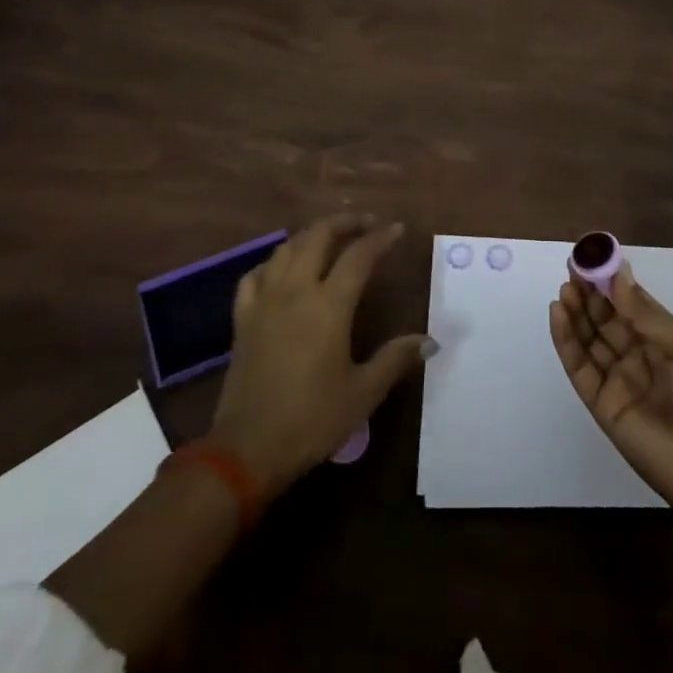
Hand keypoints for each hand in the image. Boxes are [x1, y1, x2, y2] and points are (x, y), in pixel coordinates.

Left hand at [210, 214, 431, 498]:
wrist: (246, 449)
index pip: (359, 255)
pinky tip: (281, 269)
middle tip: (365, 224)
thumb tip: (430, 340)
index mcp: (329, 305)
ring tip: (329, 238)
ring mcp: (264, 302)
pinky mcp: (242, 319)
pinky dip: (273, 261)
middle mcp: (295, 291)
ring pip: (286, 248)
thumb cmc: (311, 420)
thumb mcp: (363, 393)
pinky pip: (255, 275)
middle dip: (344, 223)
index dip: (380, 238)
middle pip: (318, 237)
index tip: (397, 229)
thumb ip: (395, 359)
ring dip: (310, 235)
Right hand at [550, 265, 672, 519]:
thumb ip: (647, 314)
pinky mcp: (601, 404)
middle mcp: (638, 356)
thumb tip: (618, 274)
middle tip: (572, 268)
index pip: (630, 304)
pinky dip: (566, 340)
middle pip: (606, 319)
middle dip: (589, 293)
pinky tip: (558, 314)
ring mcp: (618, 380)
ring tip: (564, 288)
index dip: (611, 281)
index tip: (592, 257)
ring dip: (575, 312)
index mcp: (665, 340)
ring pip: (589, 339)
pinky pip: (579, 368)